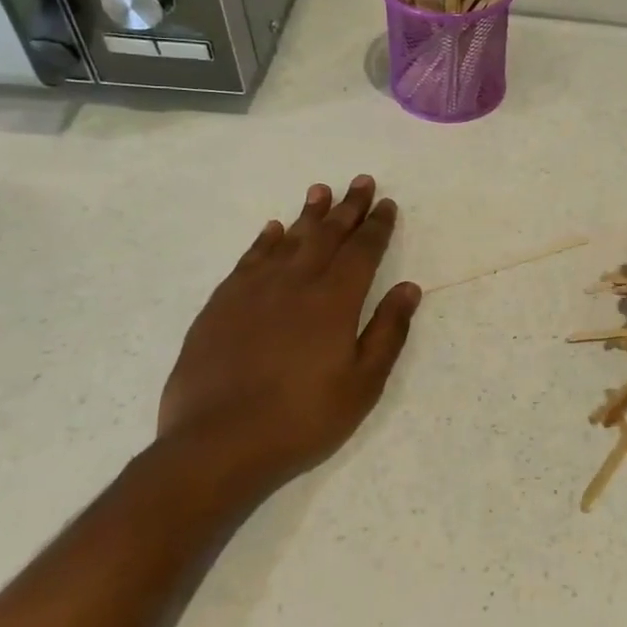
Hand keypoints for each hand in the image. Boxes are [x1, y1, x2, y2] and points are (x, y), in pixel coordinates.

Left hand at [158, 177, 420, 483]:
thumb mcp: (363, 384)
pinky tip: (272, 230)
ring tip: (320, 190)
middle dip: (347, 207)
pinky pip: (249, 260)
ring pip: (287, 240)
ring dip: (308, 215)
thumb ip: (388, 331)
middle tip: (361, 181)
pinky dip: (265, 241)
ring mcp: (254, 291)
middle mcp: (296, 283)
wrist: (217, 445)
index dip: (377, 226)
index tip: (387, 204)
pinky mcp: (221, 306)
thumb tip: (409, 288)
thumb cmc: (302, 418)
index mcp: (335, 301)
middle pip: (326, 235)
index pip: (363, 251)